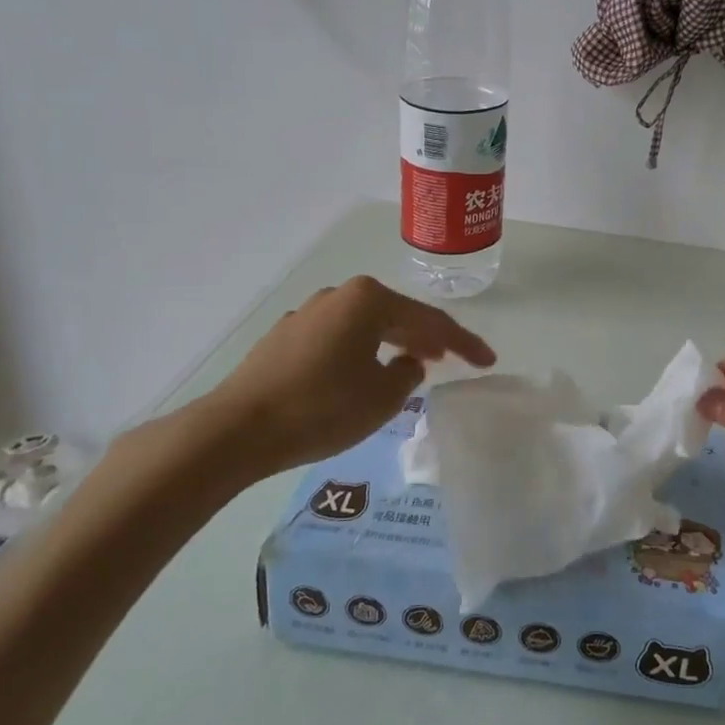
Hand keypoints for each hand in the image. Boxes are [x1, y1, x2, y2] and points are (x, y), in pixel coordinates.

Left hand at [179, 276, 494, 491]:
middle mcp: (339, 295)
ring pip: (366, 325)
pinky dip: (361, 350)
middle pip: (397, 315)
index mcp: (368, 299)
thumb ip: (407, 375)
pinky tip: (364, 371)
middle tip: (454, 358)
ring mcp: (309, 313)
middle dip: (427, 337)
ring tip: (413, 362)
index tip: (488, 361)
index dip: (464, 343)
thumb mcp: (381, 398)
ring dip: (393, 343)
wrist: (237, 429)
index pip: (430, 320)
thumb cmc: (321, 408)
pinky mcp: (286, 336)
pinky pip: (339, 337)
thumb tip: (407, 362)